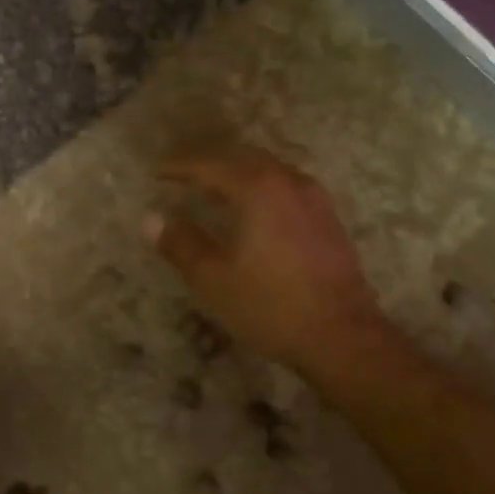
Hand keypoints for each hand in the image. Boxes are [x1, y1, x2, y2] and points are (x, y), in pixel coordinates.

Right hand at [144, 148, 386, 375]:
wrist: (342, 335)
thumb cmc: (270, 304)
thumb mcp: (213, 279)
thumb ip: (181, 244)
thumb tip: (152, 220)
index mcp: (258, 189)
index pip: (211, 165)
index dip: (181, 166)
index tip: (158, 170)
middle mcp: (289, 183)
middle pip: (244, 158)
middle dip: (212, 163)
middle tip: (184, 174)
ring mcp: (315, 200)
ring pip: (270, 171)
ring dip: (239, 174)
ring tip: (216, 190)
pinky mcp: (328, 220)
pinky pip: (286, 188)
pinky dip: (261, 189)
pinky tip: (254, 212)